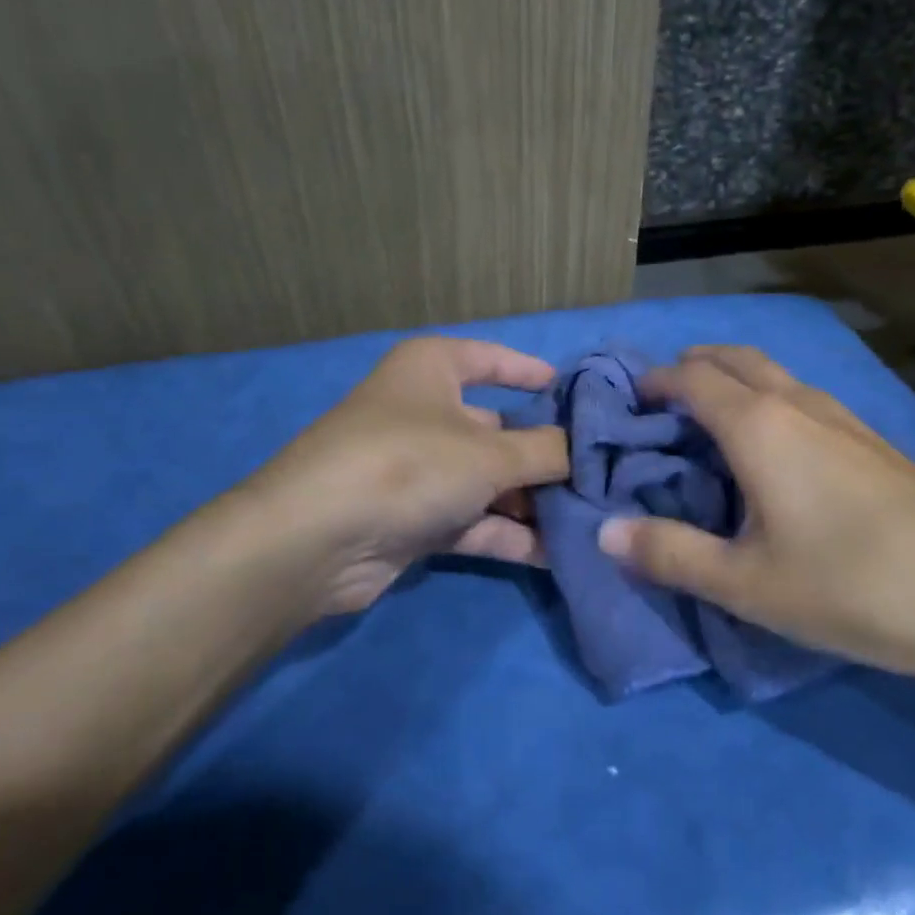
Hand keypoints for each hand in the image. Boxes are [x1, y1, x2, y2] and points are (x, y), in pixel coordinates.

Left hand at [240, 337, 569, 618]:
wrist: (316, 540)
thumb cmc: (408, 464)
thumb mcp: (490, 453)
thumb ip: (545, 451)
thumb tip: (584, 451)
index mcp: (432, 369)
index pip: (490, 359)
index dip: (529, 371)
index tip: (572, 392)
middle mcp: (423, 413)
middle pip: (496, 429)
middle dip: (544, 456)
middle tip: (598, 477)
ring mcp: (415, 469)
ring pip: (486, 480)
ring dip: (531, 503)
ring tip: (589, 521)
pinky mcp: (411, 519)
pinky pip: (471, 520)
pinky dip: (506, 534)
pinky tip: (554, 555)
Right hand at [596, 346, 914, 696]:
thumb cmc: (853, 587)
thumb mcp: (746, 584)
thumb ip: (669, 554)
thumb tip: (602, 532)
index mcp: (758, 425)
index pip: (690, 376)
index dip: (653, 382)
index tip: (626, 406)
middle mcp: (799, 404)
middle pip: (734, 358)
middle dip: (691, 367)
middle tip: (661, 405)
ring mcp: (844, 418)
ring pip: (773, 375)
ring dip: (732, 382)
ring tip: (708, 426)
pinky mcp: (874, 441)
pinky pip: (803, 398)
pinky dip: (768, 402)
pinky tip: (774, 454)